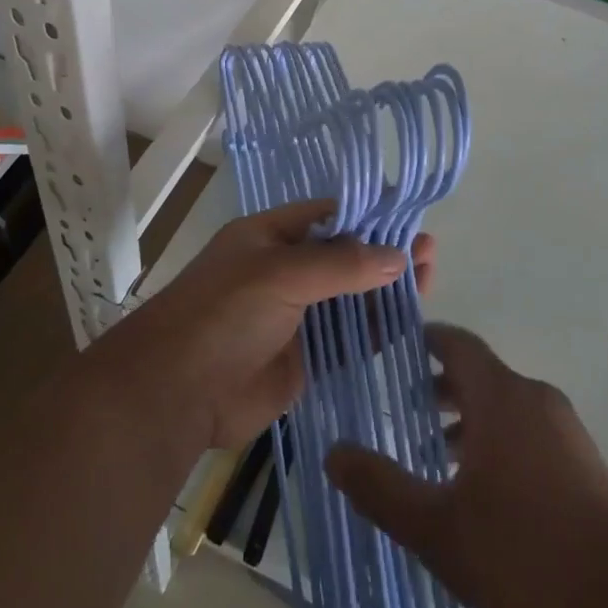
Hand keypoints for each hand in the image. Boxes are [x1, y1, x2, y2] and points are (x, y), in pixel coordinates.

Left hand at [108, 200, 436, 452]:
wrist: (177, 393)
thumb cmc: (223, 314)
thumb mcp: (281, 274)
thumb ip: (342, 265)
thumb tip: (400, 257)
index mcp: (270, 237)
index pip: (327, 216)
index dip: (367, 215)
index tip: (408, 216)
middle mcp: (285, 271)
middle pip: (345, 256)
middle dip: (385, 253)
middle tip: (430, 252)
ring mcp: (295, 316)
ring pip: (351, 298)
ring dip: (387, 290)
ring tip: (431, 280)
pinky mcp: (304, 359)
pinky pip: (348, 339)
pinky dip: (377, 330)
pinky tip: (411, 321)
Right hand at [325, 324, 607, 607]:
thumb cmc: (524, 556)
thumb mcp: (437, 528)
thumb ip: (380, 487)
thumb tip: (332, 451)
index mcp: (501, 396)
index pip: (457, 343)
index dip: (425, 340)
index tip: (394, 349)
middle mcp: (536, 399)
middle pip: (481, 376)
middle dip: (441, 389)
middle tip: (403, 412)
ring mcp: (567, 433)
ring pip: (506, 408)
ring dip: (470, 422)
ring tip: (436, 459)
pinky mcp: (587, 467)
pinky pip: (531, 435)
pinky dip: (499, 443)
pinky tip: (484, 496)